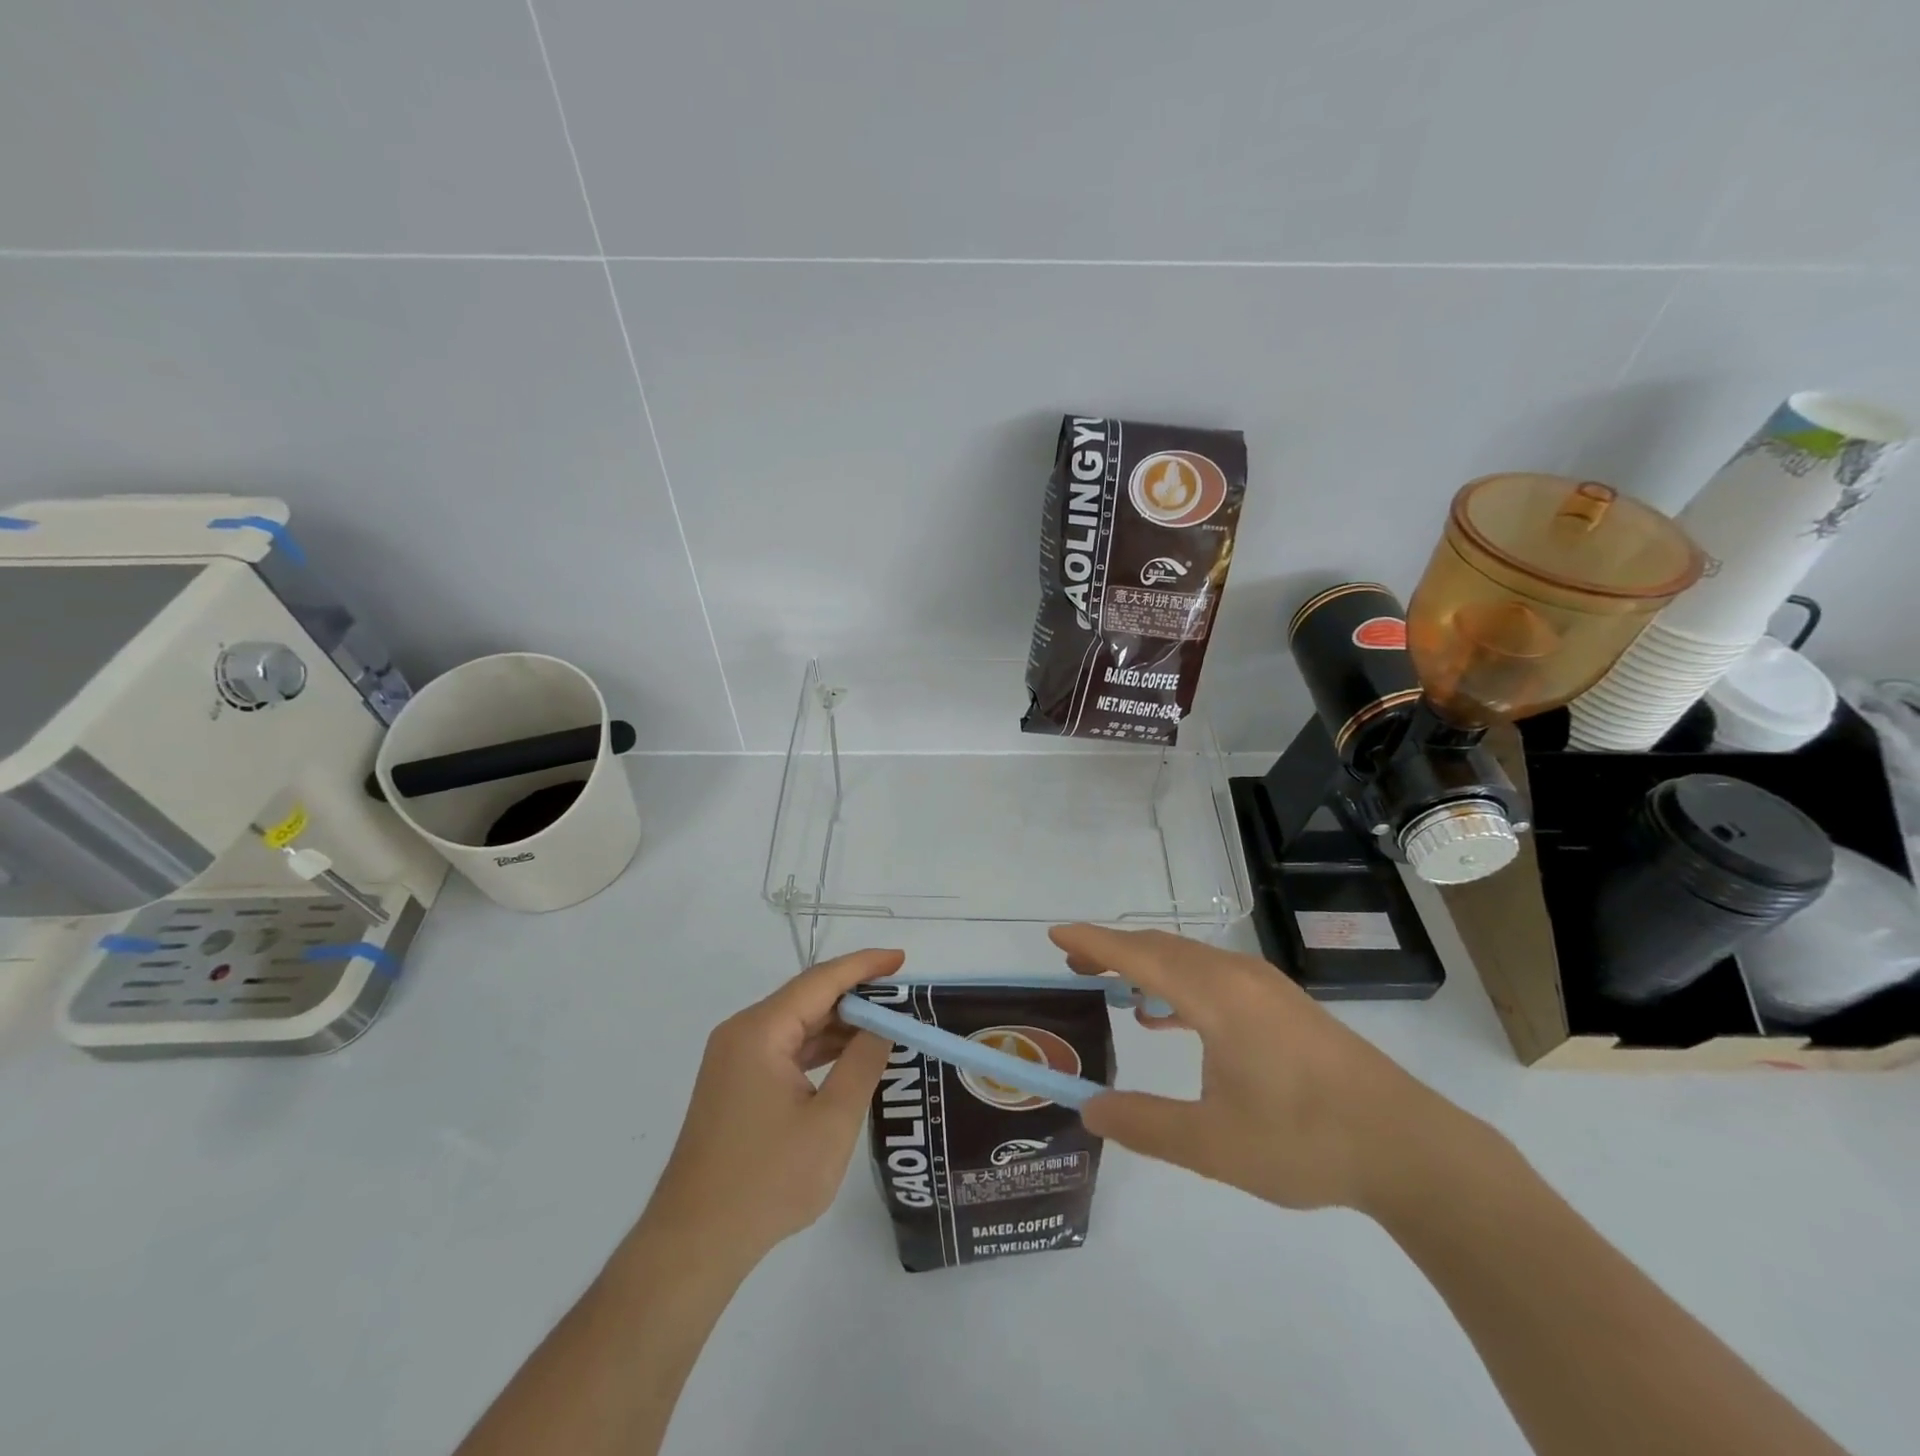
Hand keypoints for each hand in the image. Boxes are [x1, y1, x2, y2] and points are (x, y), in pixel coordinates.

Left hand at [641, 948, 903, 1264]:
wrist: (694, 1243)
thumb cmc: (767, 1182)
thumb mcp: (831, 1122)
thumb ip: (863, 1064)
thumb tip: (884, 1025)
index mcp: (760, 1031)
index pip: (821, 981)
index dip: (864, 966)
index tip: (902, 959)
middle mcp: (742, 1033)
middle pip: (807, 997)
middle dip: (856, 994)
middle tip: (902, 998)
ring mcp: (734, 1059)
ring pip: (796, 1023)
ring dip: (839, 1023)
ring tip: (886, 1024)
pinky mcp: (735, 1083)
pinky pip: (784, 1048)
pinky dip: (819, 1047)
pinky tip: (849, 1056)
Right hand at [1052, 925, 1469, 1215]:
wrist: (1408, 1147)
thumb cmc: (1304, 1140)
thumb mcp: (1213, 1145)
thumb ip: (1145, 1124)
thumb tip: (1089, 1108)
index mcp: (1215, 996)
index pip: (1139, 956)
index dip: (1093, 943)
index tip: (1055, 935)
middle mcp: (1236, 976)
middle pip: (1161, 948)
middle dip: (1113, 950)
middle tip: (1074, 964)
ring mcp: (1264, 987)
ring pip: (1189, 959)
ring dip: (1146, 965)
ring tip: (1112, 985)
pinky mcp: (1281, 1004)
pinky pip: (1213, 977)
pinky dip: (1178, 984)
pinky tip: (1169, 1018)